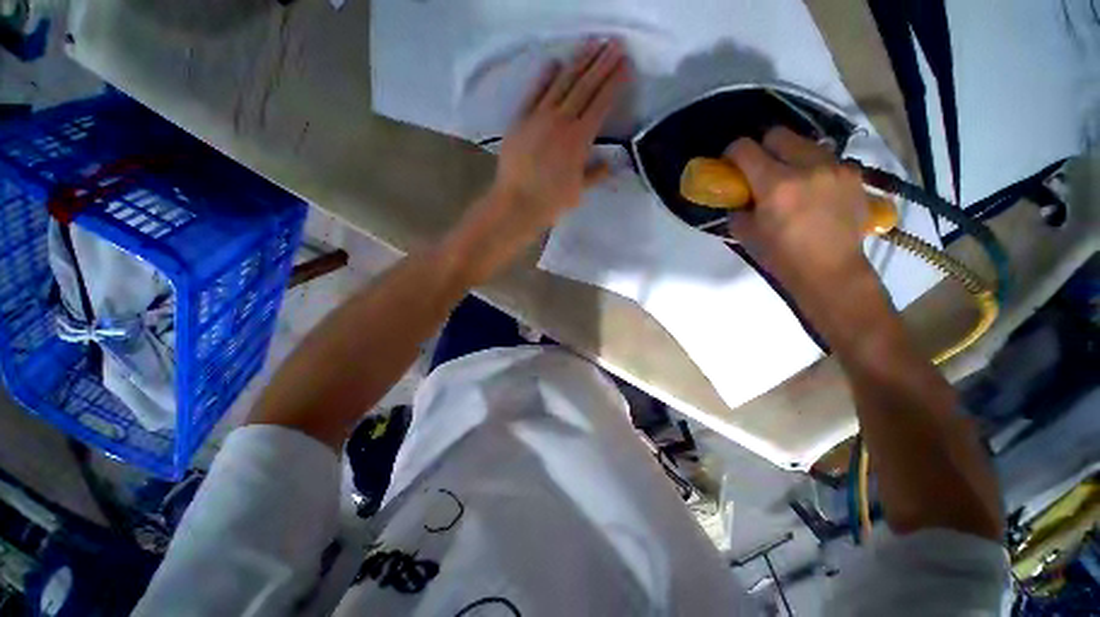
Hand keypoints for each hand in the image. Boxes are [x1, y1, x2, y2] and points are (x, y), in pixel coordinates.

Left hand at [446, 39, 628, 282]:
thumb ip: (595, 174)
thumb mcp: (578, 191)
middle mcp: (562, 121)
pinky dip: (545, 77)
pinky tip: (554, 63)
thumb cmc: (550, 202)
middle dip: (602, 63)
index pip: (601, 103)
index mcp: (579, 140)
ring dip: (578, 62)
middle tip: (615, 43)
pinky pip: (534, 93)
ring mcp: (539, 117)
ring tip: (592, 44)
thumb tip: (610, 163)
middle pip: (585, 86)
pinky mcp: (521, 120)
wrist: (516, 203)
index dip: (614, 82)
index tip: (625, 64)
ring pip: (562, 83)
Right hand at [724, 128, 873, 300]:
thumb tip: (739, 198)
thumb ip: (738, 209)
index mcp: (775, 184)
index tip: (730, 163)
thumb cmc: (781, 256)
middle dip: (763, 147)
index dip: (732, 153)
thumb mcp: (746, 234)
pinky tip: (814, 189)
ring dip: (791, 156)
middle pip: (778, 135)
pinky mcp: (853, 175)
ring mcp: (835, 167)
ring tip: (791, 179)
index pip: (746, 149)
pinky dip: (815, 168)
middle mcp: (808, 166)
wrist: (830, 270)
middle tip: (760, 167)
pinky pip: (828, 159)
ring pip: (806, 143)